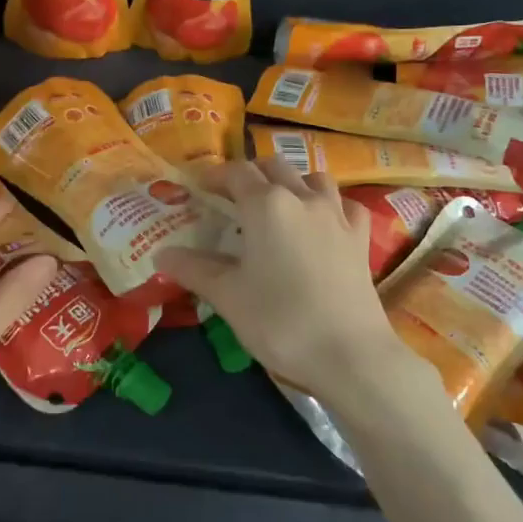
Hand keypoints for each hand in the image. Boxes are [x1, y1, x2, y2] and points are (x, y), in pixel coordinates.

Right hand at [157, 159, 437, 423]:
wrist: (349, 354)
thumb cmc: (280, 321)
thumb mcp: (227, 296)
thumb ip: (194, 269)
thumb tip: (161, 256)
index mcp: (266, 206)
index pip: (236, 173)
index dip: (215, 176)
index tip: (200, 188)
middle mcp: (302, 198)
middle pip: (274, 167)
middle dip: (251, 174)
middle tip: (232, 196)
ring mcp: (337, 215)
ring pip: (313, 178)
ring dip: (291, 182)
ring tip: (277, 205)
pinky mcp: (360, 237)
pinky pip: (345, 204)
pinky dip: (330, 204)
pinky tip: (323, 222)